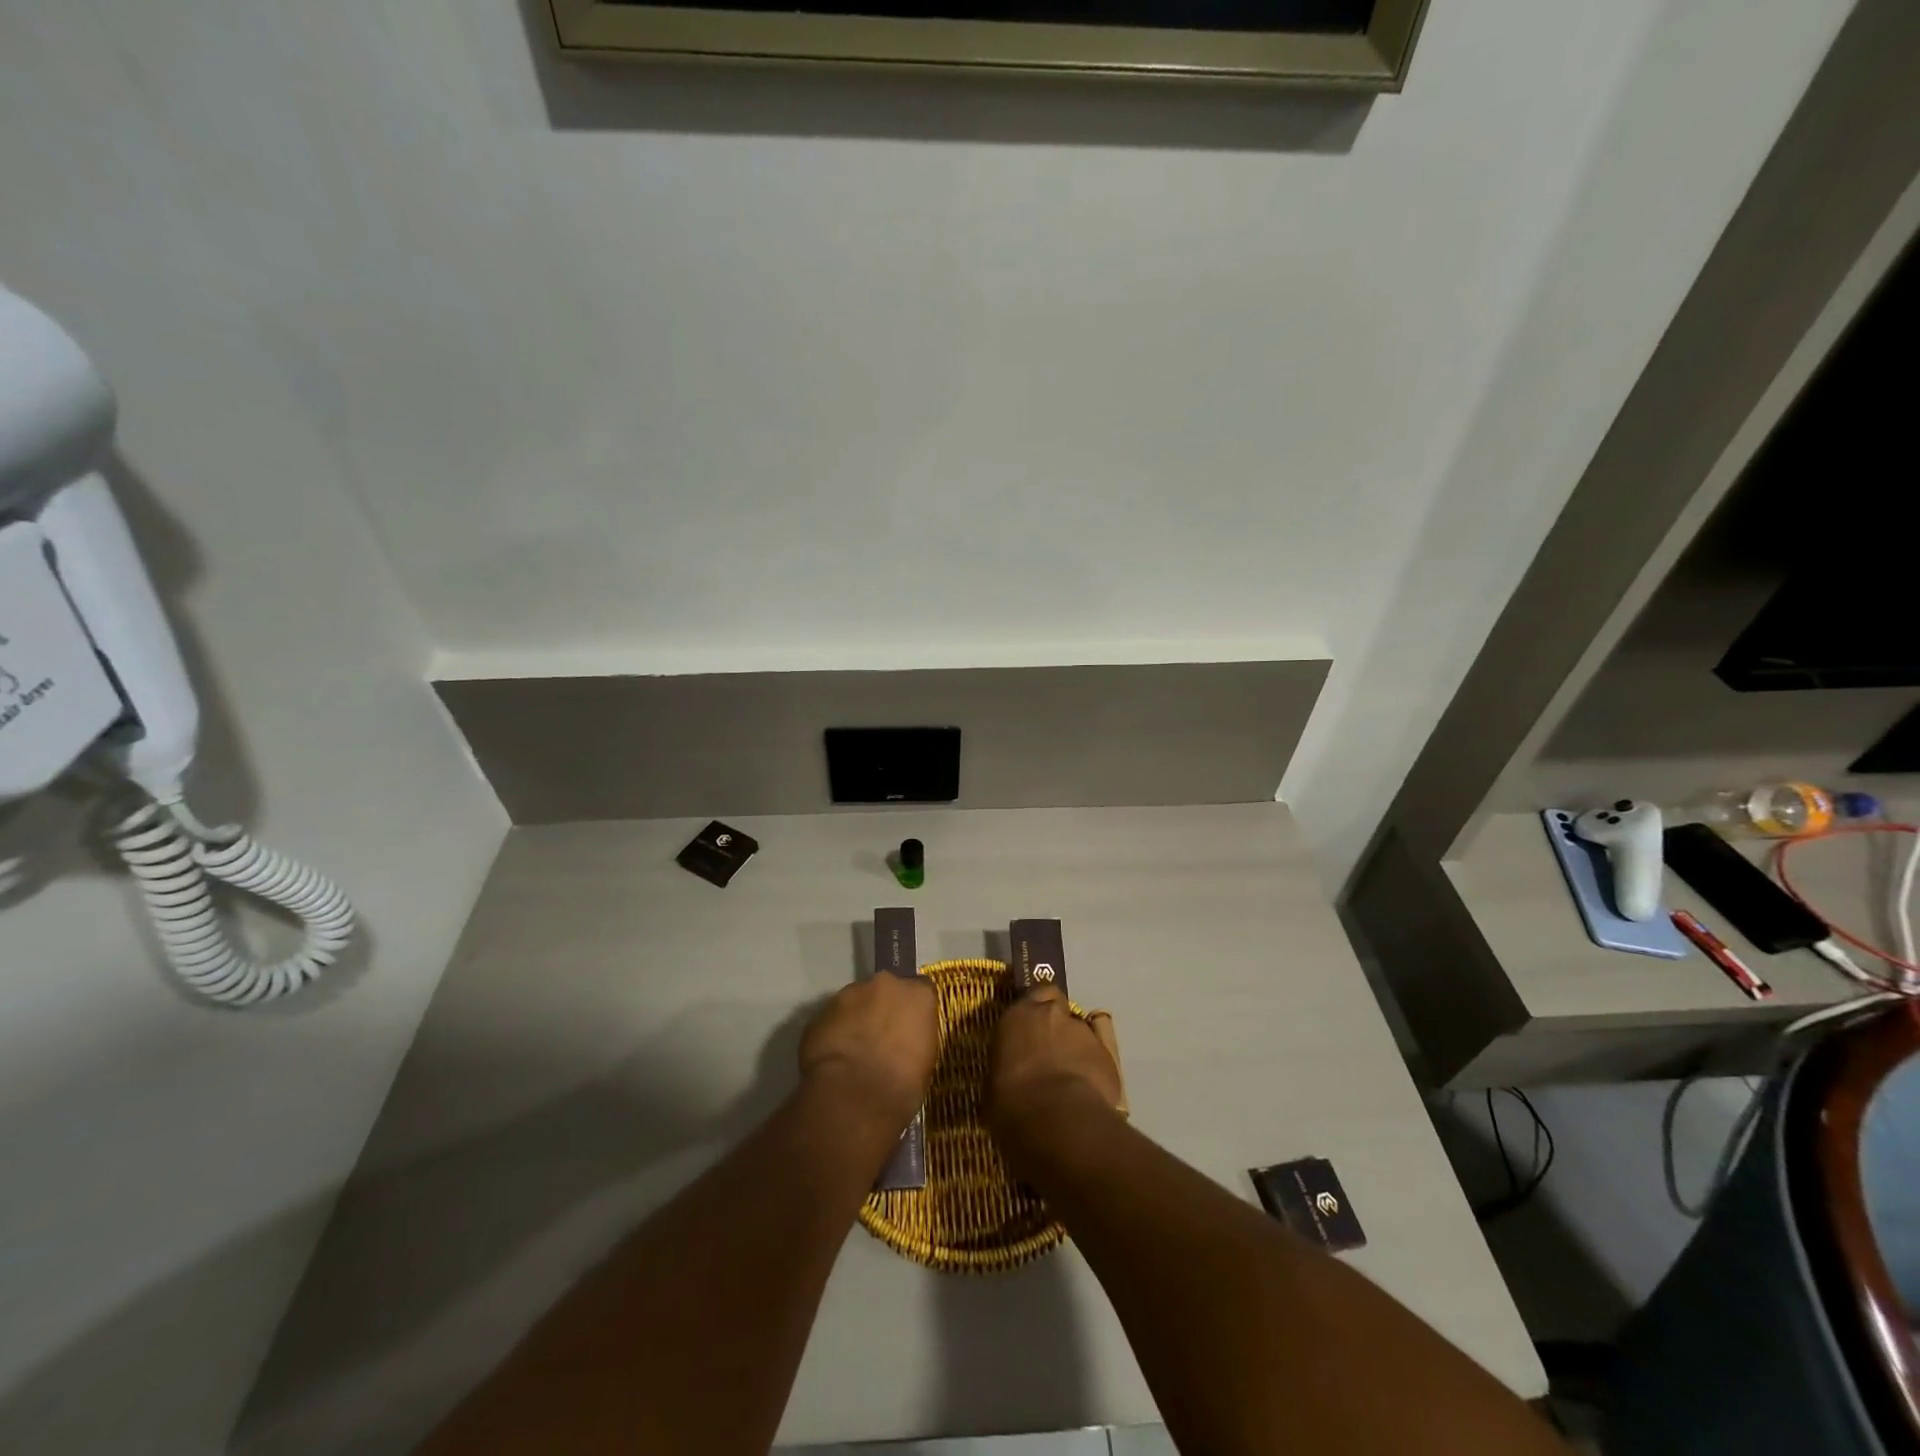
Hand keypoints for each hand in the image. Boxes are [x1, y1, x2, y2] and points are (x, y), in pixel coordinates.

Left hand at [798, 974, 938, 1135]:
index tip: (909, 1028)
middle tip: (880, 1038)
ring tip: (853, 1050)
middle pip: (885, 990)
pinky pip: (832, 1019)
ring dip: (856, 1018)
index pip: (921, 991)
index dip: (912, 1010)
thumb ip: (915, 1036)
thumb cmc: (902, 1085)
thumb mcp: (925, 1060)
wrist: (853, 1096)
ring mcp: (849, 993)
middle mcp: (885, 984)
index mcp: (918, 994)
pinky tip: (835, 1057)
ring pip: (855, 1001)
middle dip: (882, 1008)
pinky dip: (834, 1032)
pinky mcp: (821, 1011)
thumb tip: (905, 1041)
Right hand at [988, 987, 1123, 1136]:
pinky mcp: (1107, 1052)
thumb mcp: (994, 1083)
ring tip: (1071, 1074)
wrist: (1058, 1120)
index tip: (1030, 1029)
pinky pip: (1100, 1050)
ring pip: (1079, 1029)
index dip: (1034, 1011)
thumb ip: (1006, 1064)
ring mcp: (1082, 1030)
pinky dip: (1094, 1061)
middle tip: (1049, 1048)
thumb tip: (1010, 1074)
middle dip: (1054, 1022)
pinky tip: (1090, 1082)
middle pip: (1057, 1005)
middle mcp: (1050, 1013)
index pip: (1031, 995)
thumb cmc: (1012, 1104)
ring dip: (1074, 1044)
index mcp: (1017, 1016)